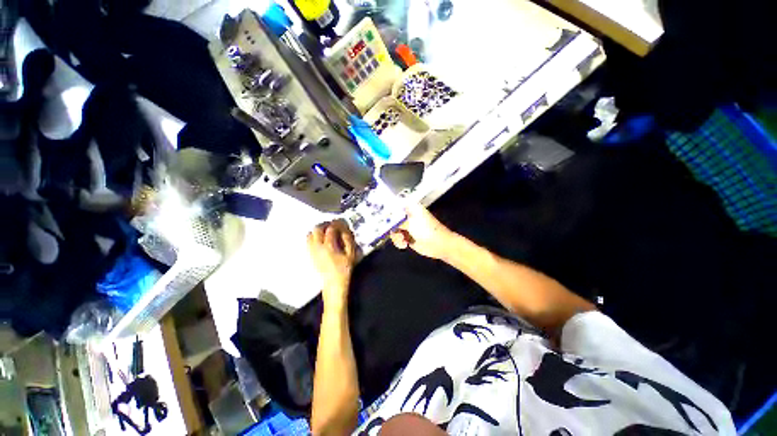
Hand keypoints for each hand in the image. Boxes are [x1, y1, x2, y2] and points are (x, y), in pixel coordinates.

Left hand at [307, 220, 357, 308]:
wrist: (333, 283)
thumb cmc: (344, 269)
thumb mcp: (351, 254)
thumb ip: (348, 240)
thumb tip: (345, 230)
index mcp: (329, 246)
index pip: (330, 229)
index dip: (336, 223)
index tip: (341, 222)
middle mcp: (318, 246)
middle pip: (317, 229)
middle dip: (325, 224)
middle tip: (333, 225)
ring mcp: (312, 251)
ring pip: (310, 234)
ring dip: (318, 230)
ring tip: (326, 231)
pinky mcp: (310, 255)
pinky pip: (308, 241)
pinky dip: (313, 236)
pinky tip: (321, 240)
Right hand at [390, 203, 453, 259]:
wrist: (439, 245)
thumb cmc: (427, 230)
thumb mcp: (410, 222)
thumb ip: (396, 220)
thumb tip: (385, 218)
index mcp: (409, 207)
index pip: (393, 204)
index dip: (386, 209)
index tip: (379, 216)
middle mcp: (407, 215)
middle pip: (391, 217)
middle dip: (389, 226)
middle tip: (389, 231)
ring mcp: (407, 225)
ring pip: (392, 228)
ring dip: (395, 236)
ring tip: (402, 240)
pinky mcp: (407, 236)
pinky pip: (396, 237)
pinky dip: (398, 241)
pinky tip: (404, 244)